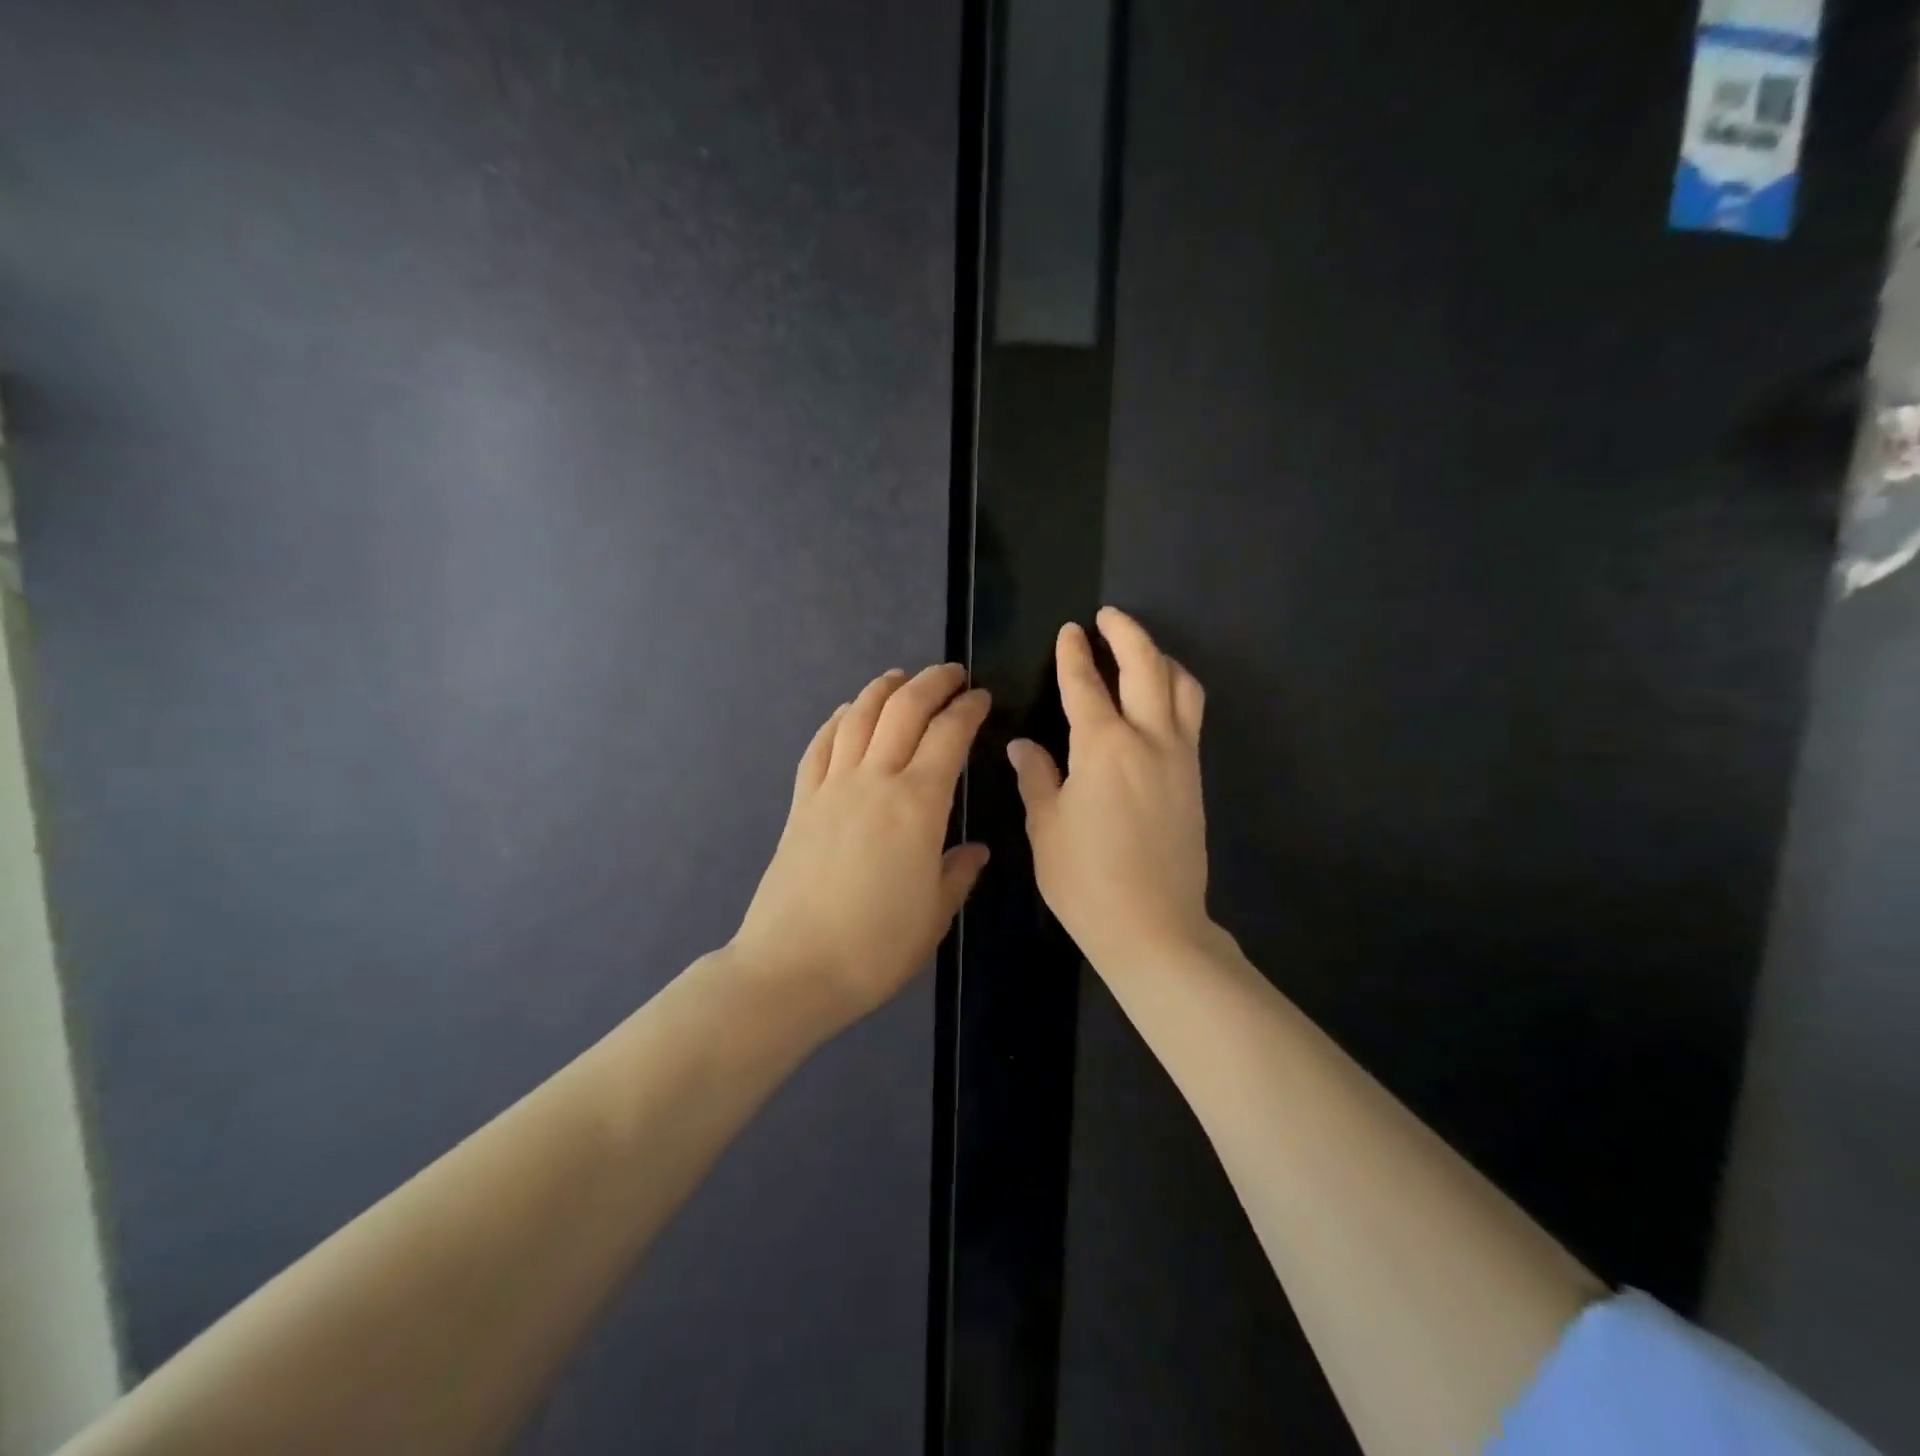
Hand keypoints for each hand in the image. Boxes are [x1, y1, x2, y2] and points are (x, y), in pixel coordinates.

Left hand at [732, 663, 991, 1024]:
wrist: (792, 969)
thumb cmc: (875, 948)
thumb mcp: (935, 915)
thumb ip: (958, 873)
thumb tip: (974, 850)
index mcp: (918, 805)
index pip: (949, 735)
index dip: (968, 709)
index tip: (982, 698)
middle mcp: (874, 781)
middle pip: (904, 709)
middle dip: (932, 682)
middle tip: (952, 674)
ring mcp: (831, 788)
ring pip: (858, 717)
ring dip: (882, 689)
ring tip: (900, 678)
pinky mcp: (801, 803)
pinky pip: (820, 746)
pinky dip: (837, 721)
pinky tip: (848, 715)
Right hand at [1009, 607, 1212, 975]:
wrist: (1154, 926)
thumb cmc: (1087, 880)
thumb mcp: (1047, 828)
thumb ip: (1037, 777)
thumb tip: (1024, 745)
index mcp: (1103, 747)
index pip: (1086, 685)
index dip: (1074, 654)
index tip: (1070, 630)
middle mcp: (1149, 740)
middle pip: (1146, 667)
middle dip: (1127, 633)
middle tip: (1109, 616)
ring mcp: (1180, 757)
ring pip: (1182, 687)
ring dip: (1160, 658)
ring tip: (1141, 651)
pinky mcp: (1195, 778)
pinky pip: (1190, 716)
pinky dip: (1176, 691)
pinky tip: (1160, 699)